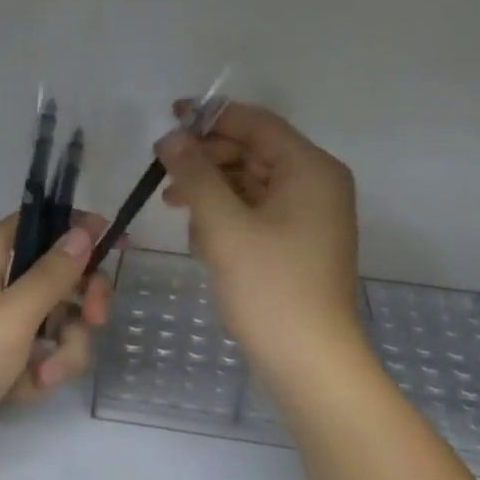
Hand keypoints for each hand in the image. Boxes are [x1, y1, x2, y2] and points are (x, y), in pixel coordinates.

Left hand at [0, 212, 111, 471]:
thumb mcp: (12, 316)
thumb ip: (53, 274)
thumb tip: (83, 231)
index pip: (42, 224)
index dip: (80, 232)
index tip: (117, 247)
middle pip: (58, 275)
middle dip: (80, 303)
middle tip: (96, 320)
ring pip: (56, 319)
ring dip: (62, 349)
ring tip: (44, 375)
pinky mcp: (1, 355)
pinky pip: (40, 350)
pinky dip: (40, 370)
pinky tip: (25, 390)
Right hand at [158, 101, 363, 375]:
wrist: (309, 363)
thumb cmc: (270, 288)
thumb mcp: (225, 226)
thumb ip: (196, 175)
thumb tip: (170, 137)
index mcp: (310, 169)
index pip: (257, 123)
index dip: (212, 116)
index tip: (169, 117)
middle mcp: (316, 184)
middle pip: (254, 151)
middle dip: (208, 158)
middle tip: (164, 171)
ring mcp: (309, 216)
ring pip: (252, 183)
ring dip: (213, 189)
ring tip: (175, 206)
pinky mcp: (298, 243)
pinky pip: (258, 211)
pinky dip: (228, 215)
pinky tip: (201, 235)